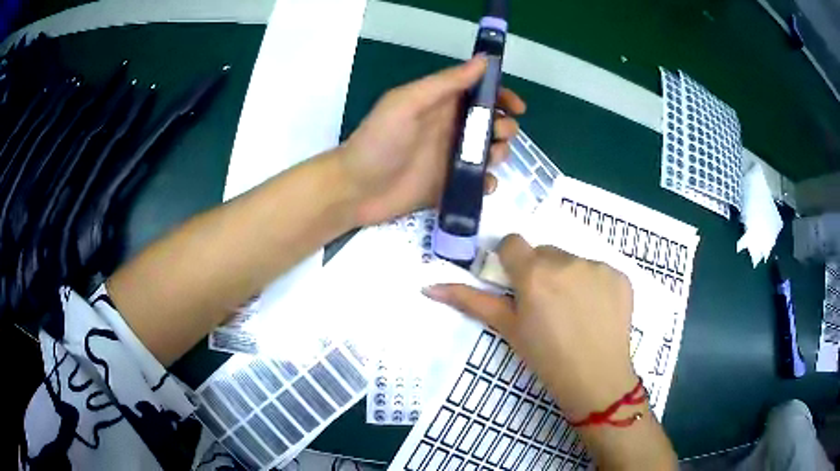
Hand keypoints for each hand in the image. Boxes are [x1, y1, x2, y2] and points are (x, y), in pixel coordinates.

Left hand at [339, 56, 525, 225]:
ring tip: (488, 160)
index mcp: (441, 105)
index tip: (518, 107)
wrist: (356, 189)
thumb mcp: (408, 103)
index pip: (480, 94)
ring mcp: (451, 158)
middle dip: (504, 128)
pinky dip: (487, 182)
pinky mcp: (450, 185)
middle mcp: (450, 129)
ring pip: (491, 152)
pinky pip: (479, 182)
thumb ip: (445, 83)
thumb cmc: (379, 141)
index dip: (502, 97)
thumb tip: (483, 60)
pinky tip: (482, 184)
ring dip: (500, 154)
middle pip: (492, 123)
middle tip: (497, 136)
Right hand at [423, 234, 636, 419]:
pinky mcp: (620, 275)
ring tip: (573, 312)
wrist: (595, 379)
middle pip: (545, 253)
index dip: (511, 262)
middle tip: (546, 306)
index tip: (517, 285)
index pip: (512, 243)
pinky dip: (594, 285)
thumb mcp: (508, 328)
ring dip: (568, 278)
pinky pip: (599, 271)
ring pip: (573, 261)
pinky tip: (595, 312)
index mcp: (534, 272)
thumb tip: (429, 286)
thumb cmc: (545, 357)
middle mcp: (567, 260)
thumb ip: (470, 301)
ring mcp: (598, 266)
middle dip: (541, 272)